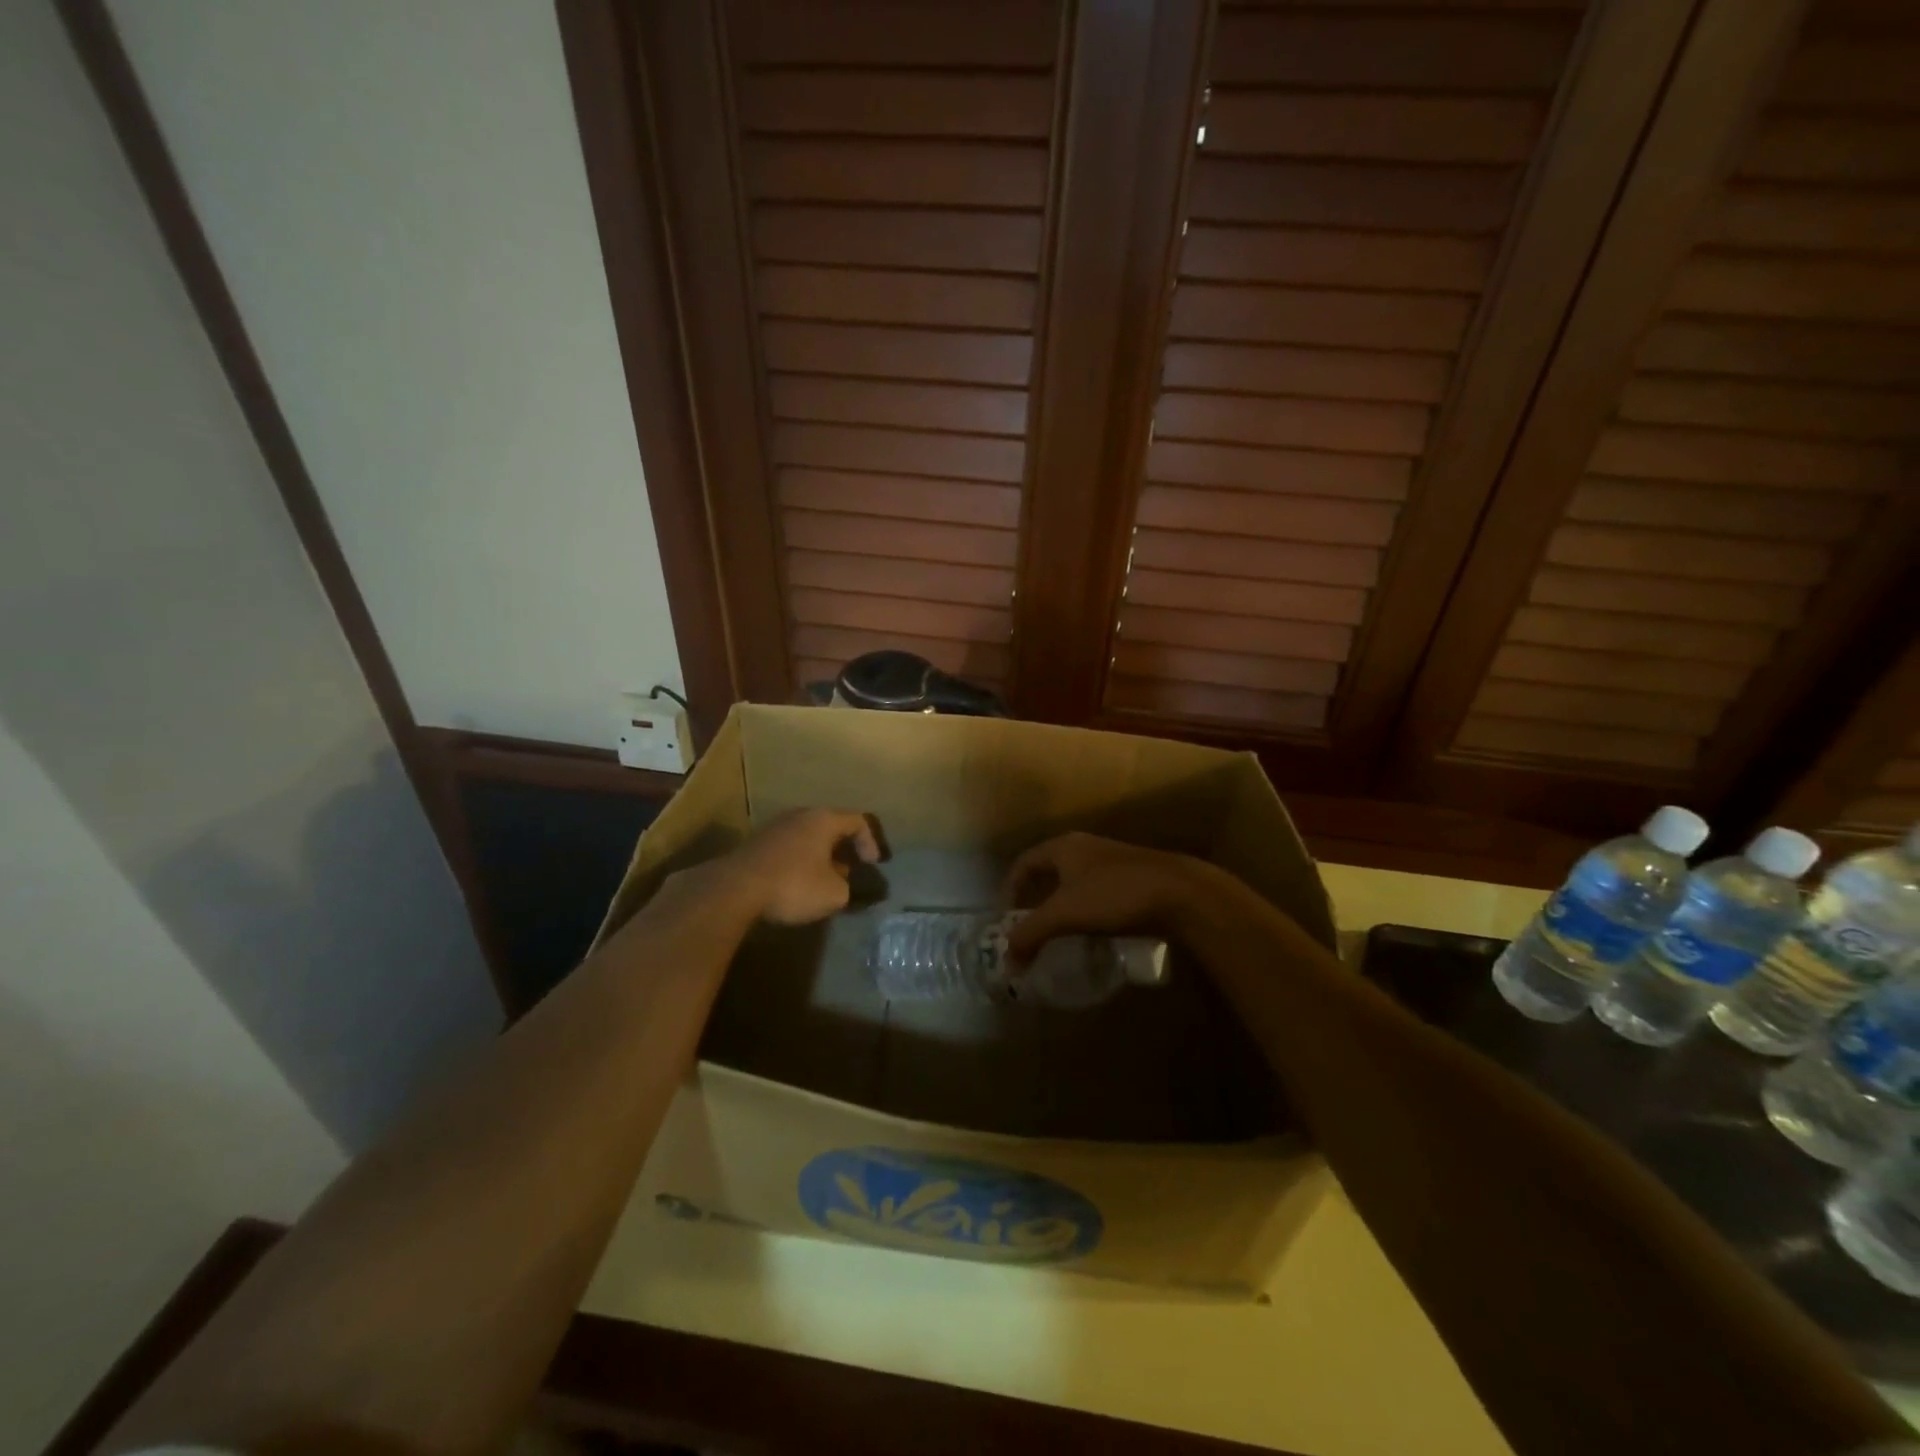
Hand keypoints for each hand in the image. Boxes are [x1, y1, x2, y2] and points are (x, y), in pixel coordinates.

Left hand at [728, 808, 880, 924]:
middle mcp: (800, 815)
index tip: (873, 865)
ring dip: (821, 855)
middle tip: (851, 869)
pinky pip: (789, 846)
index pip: (859, 821)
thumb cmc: (793, 885)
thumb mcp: (834, 894)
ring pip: (808, 836)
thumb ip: (849, 887)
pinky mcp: (757, 843)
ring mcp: (775, 826)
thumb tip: (846, 883)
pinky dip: (801, 860)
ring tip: (825, 879)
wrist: (735, 888)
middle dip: (845, 848)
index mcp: (824, 819)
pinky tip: (798, 882)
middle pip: (831, 825)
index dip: (871, 842)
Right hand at [1002, 832, 1219, 960]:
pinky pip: (1098, 893)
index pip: (1024, 862)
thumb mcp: (1065, 914)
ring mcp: (1112, 861)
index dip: (1010, 887)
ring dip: (1063, 907)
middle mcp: (1085, 848)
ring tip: (1058, 935)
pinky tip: (1092, 934)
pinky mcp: (1133, 878)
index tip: (1006, 916)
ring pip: (1075, 882)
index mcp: (1064, 847)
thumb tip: (1008, 960)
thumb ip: (1032, 934)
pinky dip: (1087, 911)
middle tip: (1029, 928)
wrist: (1179, 893)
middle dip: (1036, 899)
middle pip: (1049, 871)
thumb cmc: (1114, 894)